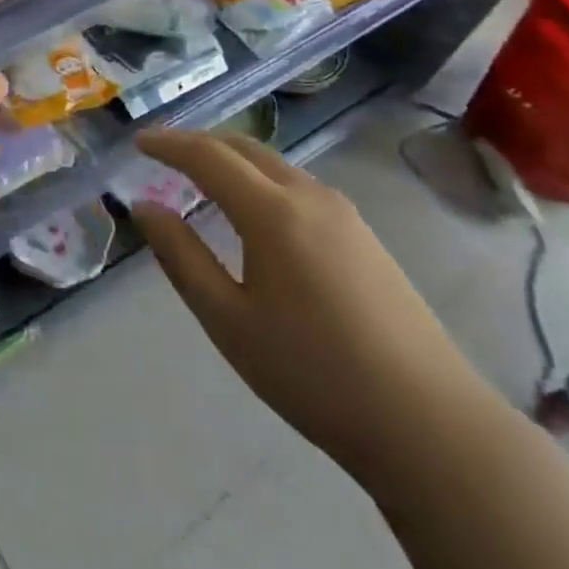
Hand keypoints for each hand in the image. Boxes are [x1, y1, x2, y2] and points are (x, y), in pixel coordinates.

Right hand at [129, 130, 499, 481]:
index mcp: (272, 211)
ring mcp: (344, 214)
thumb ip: (181, 257)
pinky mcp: (365, 237)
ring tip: (203, 178)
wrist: (432, 426)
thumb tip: (144, 207)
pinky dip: (261, 179)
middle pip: (244, 147)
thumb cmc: (315, 374)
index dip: (168, 144)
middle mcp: (309, 196)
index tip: (137, 142)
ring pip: (275, 164)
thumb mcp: (230, 321)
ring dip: (233, 159)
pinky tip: (256, 212)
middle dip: (199, 143)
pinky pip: (298, 186)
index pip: (207, 156)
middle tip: (163, 155)